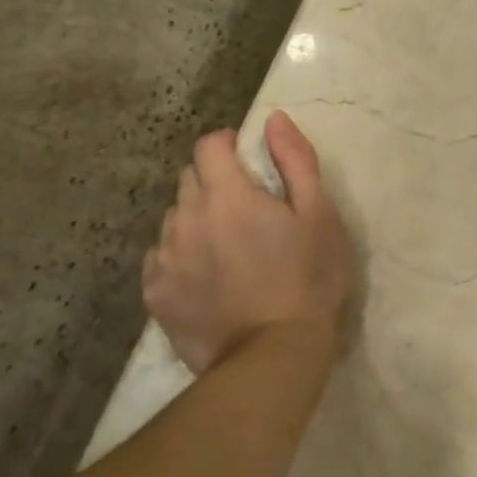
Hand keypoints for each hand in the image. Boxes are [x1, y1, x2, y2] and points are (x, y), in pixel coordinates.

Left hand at [142, 111, 356, 374]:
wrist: (275, 357)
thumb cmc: (309, 279)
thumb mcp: (320, 215)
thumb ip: (296, 161)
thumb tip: (273, 119)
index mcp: (227, 195)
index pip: (209, 146)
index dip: (228, 144)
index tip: (247, 158)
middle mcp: (186, 218)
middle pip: (190, 179)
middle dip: (214, 181)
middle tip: (247, 209)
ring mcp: (165, 259)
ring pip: (174, 218)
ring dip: (197, 218)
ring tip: (228, 246)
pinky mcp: (155, 295)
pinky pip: (161, 257)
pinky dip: (181, 255)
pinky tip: (208, 276)